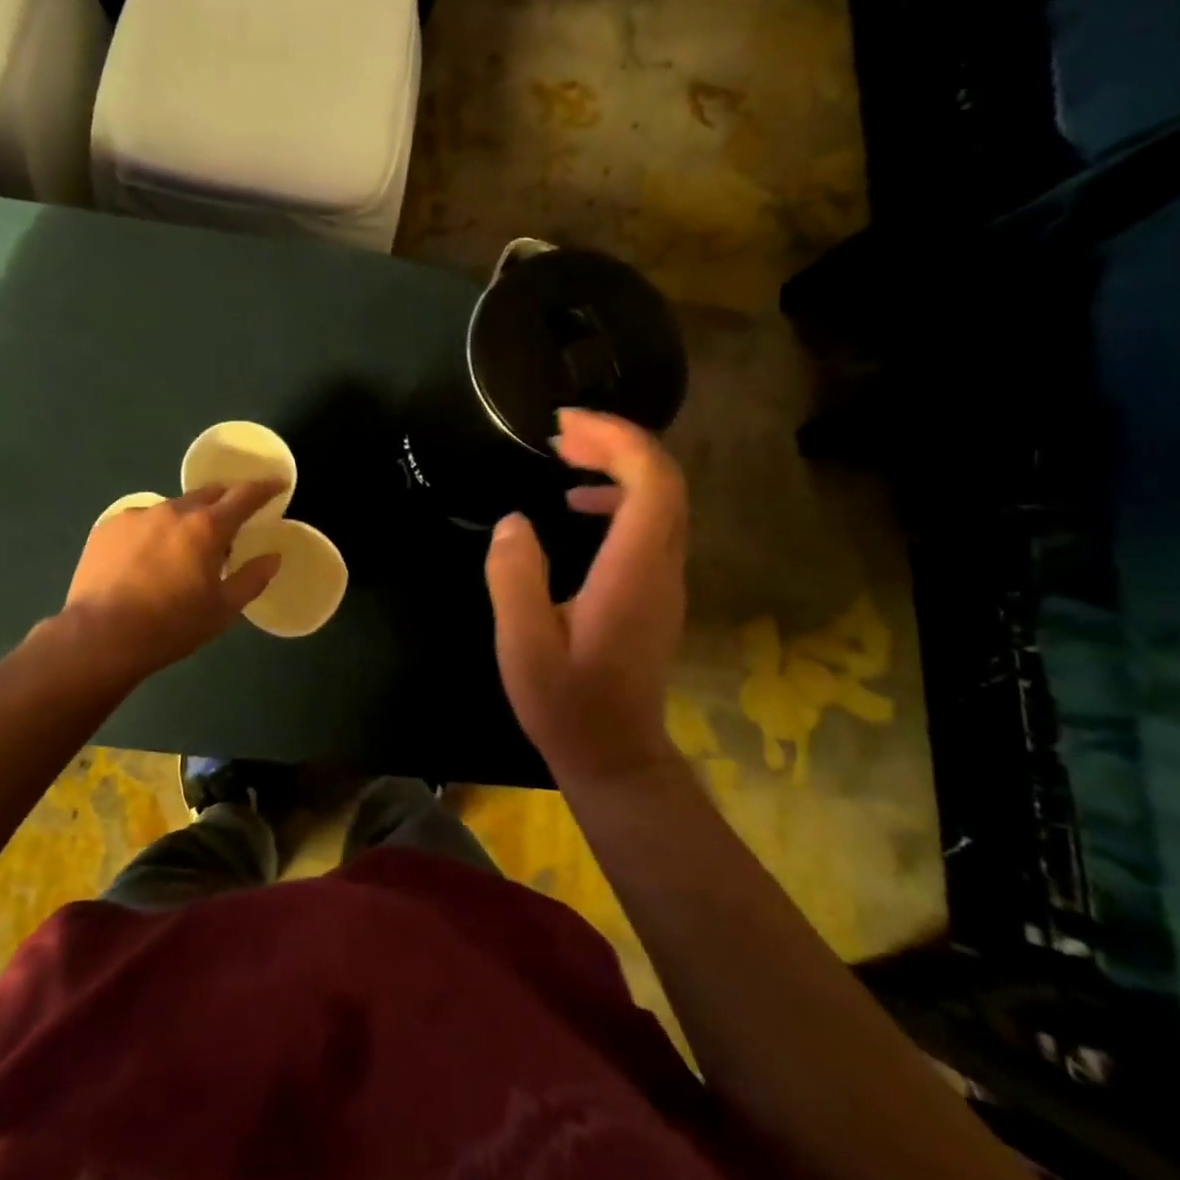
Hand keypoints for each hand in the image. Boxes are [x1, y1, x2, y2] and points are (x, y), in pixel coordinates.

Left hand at [61, 482, 283, 683]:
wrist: (99, 638)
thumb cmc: (171, 626)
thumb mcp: (223, 610)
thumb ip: (252, 579)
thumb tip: (273, 557)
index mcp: (207, 527)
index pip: (245, 495)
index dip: (265, 488)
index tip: (277, 484)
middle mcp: (173, 511)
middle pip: (208, 494)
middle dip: (224, 503)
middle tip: (230, 526)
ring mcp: (137, 515)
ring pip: (173, 508)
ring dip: (186, 521)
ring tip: (181, 552)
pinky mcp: (108, 527)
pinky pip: (142, 521)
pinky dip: (154, 532)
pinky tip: (145, 560)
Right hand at [484, 409, 688, 783]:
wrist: (614, 754)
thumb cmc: (566, 702)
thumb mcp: (523, 641)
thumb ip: (514, 576)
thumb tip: (513, 522)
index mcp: (632, 572)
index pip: (652, 482)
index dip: (617, 439)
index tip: (566, 424)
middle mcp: (661, 567)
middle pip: (663, 481)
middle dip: (616, 442)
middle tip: (561, 432)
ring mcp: (665, 580)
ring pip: (661, 499)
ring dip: (619, 466)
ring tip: (566, 456)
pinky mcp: (656, 591)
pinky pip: (651, 522)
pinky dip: (619, 497)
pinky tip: (577, 506)